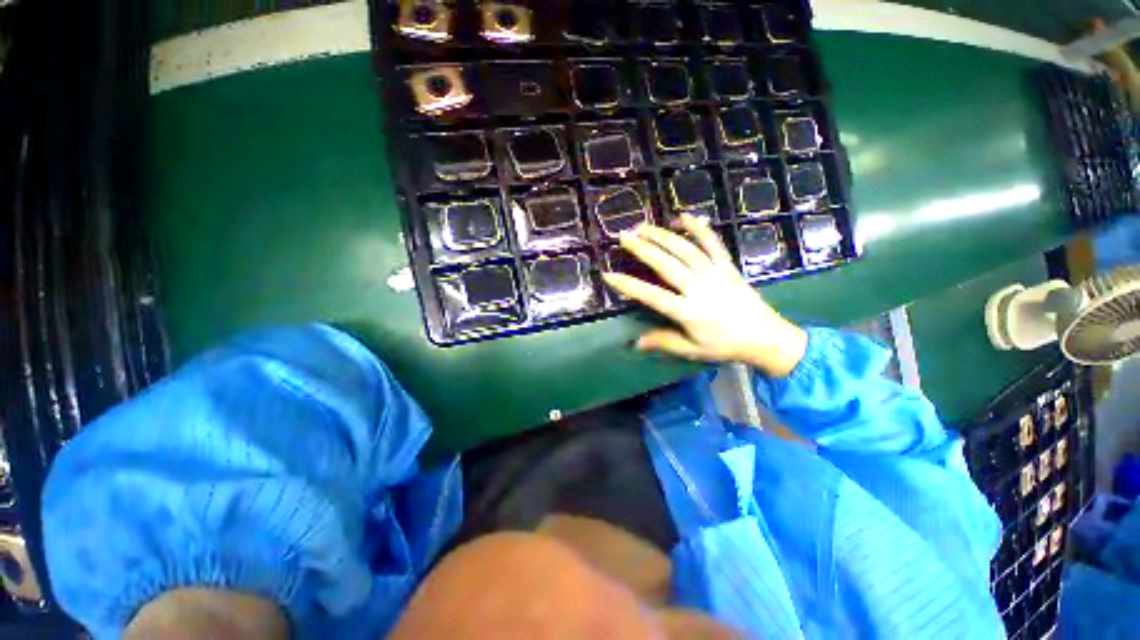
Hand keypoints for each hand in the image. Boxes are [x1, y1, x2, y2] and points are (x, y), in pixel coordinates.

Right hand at [600, 215, 806, 377]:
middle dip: (643, 249)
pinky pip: (713, 244)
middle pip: (667, 265)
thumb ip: (663, 342)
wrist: (766, 337)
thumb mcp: (692, 350)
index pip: (652, 296)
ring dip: (663, 236)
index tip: (609, 275)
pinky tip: (684, 216)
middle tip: (624, 236)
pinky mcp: (728, 267)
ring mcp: (716, 274)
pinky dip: (700, 228)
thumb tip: (635, 342)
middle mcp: (700, 289)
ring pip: (686, 250)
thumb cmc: (725, 346)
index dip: (628, 286)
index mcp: (689, 312)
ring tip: (644, 227)